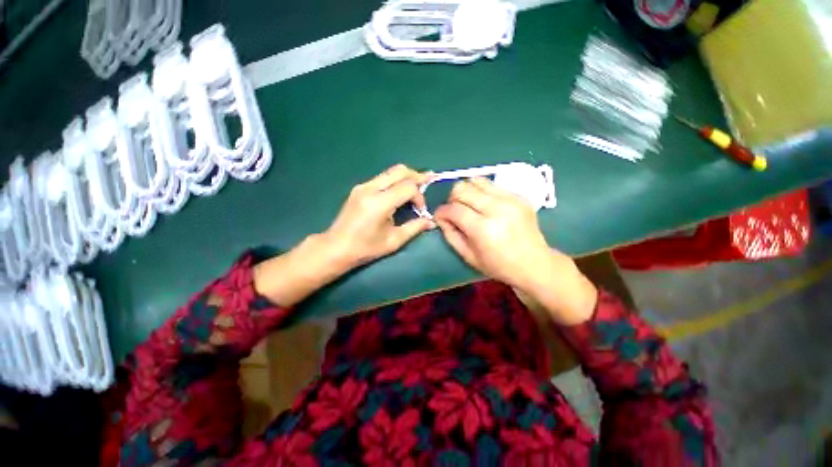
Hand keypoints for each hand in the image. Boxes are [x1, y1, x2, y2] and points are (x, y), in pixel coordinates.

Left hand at [255, 165, 434, 306]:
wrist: (336, 247)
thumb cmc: (365, 248)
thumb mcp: (393, 241)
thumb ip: (414, 228)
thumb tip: (431, 221)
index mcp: (379, 203)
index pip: (408, 187)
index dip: (419, 196)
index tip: (420, 210)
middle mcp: (370, 189)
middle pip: (400, 171)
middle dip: (417, 176)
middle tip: (429, 182)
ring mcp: (363, 186)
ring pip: (391, 172)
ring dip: (406, 177)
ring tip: (418, 185)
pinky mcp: (359, 188)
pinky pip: (382, 178)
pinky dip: (395, 181)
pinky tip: (400, 191)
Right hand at [434, 178, 596, 324]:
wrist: (535, 263)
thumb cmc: (499, 265)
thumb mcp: (469, 256)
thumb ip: (450, 235)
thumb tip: (441, 217)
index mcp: (484, 230)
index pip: (454, 209)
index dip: (441, 211)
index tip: (440, 216)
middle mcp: (497, 209)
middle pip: (463, 188)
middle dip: (452, 199)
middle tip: (455, 211)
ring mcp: (511, 200)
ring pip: (476, 180)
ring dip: (467, 192)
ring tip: (470, 206)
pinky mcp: (519, 196)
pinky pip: (492, 185)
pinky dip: (483, 193)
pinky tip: (486, 206)